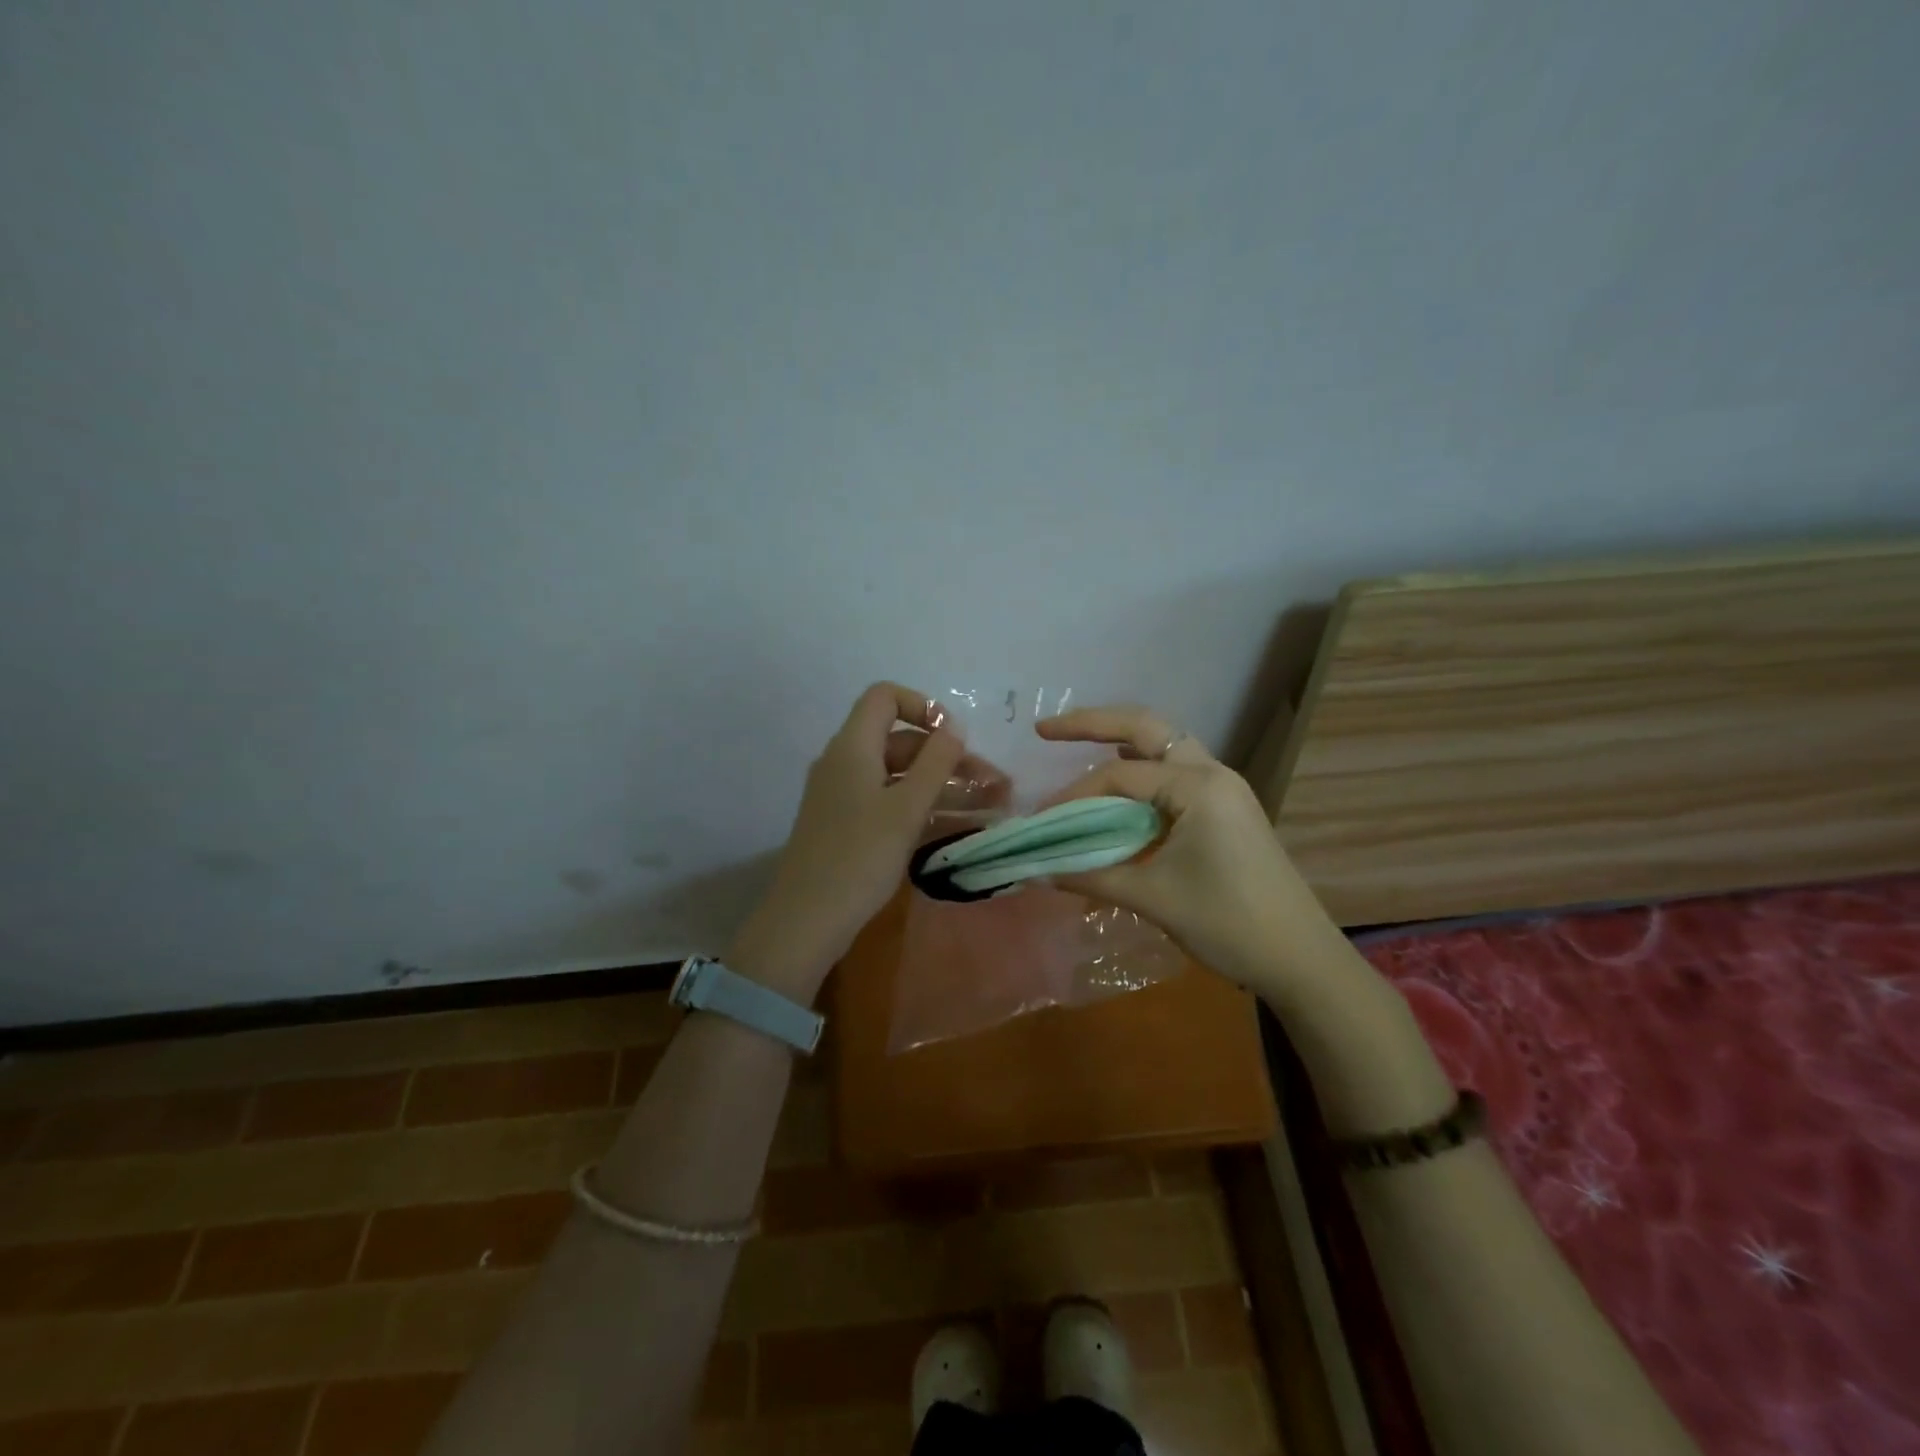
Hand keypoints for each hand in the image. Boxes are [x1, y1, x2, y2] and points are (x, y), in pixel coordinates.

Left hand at [730, 683, 969, 1002]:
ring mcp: (845, 795)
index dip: (922, 707)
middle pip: (901, 741)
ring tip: (992, 804)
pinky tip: (961, 824)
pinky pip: (891, 801)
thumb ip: (935, 762)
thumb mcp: (906, 808)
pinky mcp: (848, 825)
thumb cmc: (859, 857)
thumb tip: (953, 726)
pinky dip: (924, 806)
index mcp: (852, 747)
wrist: (807, 920)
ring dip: (945, 785)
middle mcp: (846, 763)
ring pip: (901, 776)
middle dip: (949, 757)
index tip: (953, 737)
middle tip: (994, 783)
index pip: (884, 697)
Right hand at [1037, 705, 1330, 989]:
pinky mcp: (1226, 808)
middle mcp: (1213, 773)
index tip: (1042, 821)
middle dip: (1092, 723)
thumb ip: (1092, 876)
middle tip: (1046, 730)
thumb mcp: (1153, 898)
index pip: (1120, 776)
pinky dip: (1142, 769)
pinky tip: (1119, 785)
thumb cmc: (1228, 925)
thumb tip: (1039, 870)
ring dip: (1121, 740)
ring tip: (1077, 744)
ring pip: (1165, 744)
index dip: (1074, 796)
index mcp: (1198, 787)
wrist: (1300, 960)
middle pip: (1146, 727)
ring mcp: (1224, 789)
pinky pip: (1175, 771)